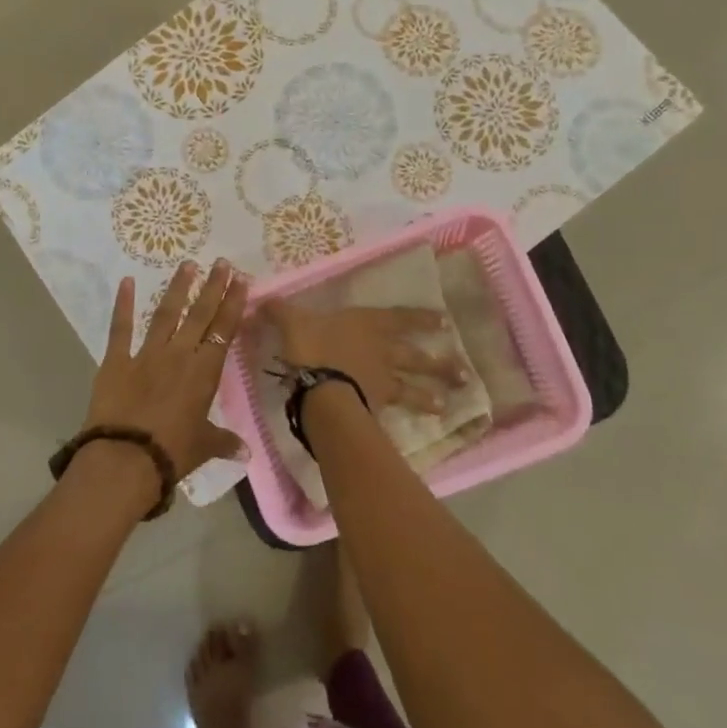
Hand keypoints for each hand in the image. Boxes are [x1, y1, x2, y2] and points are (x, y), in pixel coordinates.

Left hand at [84, 259, 250, 480]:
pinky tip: (126, 281)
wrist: (125, 459)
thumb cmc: (172, 453)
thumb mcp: (203, 446)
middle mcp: (179, 354)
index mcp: (204, 372)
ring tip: (187, 264)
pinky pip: (121, 328)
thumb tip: (246, 454)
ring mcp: (147, 354)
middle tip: (221, 263)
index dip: (233, 304)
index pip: (224, 330)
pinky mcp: (117, 360)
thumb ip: (224, 442)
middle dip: (212, 287)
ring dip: (177, 288)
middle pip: (200, 314)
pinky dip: (123, 304)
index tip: (240, 280)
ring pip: (166, 313)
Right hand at [261, 299, 461, 413]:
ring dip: (432, 393)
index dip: (422, 319)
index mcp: (367, 324)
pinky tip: (419, 427)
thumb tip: (262, 300)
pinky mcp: (377, 406)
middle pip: (417, 357)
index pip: (401, 319)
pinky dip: (409, 418)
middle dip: (439, 364)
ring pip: (414, 387)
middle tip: (464, 373)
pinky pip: (396, 411)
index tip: (445, 323)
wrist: (320, 385)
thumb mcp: (291, 321)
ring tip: (451, 403)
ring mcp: (383, 380)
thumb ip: (280, 312)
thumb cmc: (310, 346)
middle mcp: (382, 351)